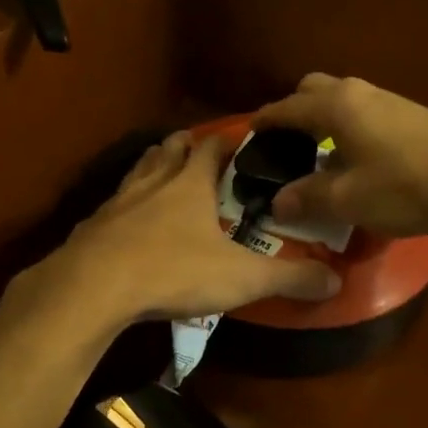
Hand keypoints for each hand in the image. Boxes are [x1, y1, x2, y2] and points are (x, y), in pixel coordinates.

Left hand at [37, 131, 342, 326]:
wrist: (94, 287)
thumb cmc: (173, 270)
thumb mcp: (241, 278)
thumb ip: (289, 278)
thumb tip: (335, 283)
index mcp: (190, 184)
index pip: (211, 148)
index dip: (225, 142)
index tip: (238, 140)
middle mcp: (152, 183)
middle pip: (167, 151)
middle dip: (183, 147)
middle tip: (194, 150)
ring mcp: (117, 203)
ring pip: (137, 172)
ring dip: (151, 168)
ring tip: (160, 172)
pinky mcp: (92, 228)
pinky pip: (112, 207)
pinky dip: (123, 207)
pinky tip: (124, 224)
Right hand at [252, 74, 427, 236]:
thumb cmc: (405, 187)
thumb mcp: (348, 200)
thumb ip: (308, 197)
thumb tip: (279, 201)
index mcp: (337, 106)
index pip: (287, 108)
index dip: (265, 122)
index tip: (249, 135)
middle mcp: (361, 93)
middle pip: (315, 90)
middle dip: (295, 112)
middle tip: (287, 146)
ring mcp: (391, 100)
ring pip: (344, 101)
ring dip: (325, 121)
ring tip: (320, 157)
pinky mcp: (414, 115)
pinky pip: (366, 114)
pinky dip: (350, 129)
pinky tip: (359, 161)